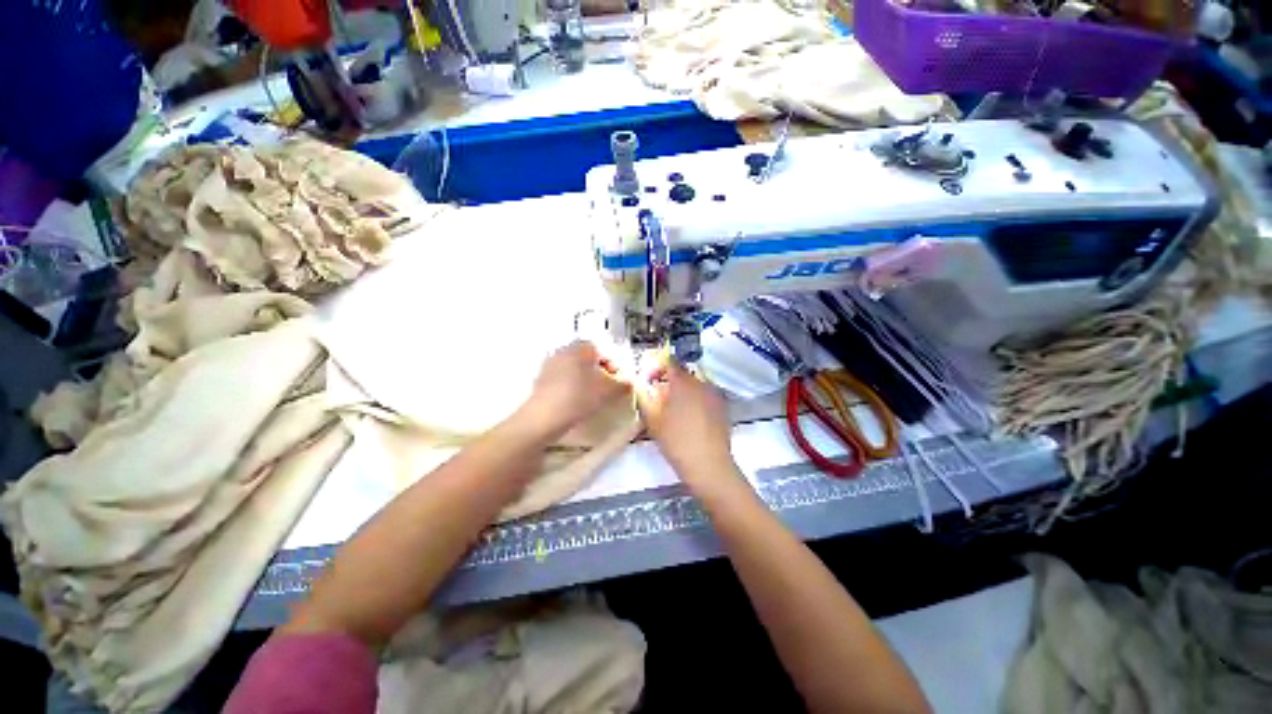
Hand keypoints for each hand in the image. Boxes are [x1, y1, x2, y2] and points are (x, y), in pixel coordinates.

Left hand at [521, 341, 628, 437]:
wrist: (544, 417)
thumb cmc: (579, 397)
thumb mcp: (608, 391)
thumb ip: (622, 385)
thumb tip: (628, 384)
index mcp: (581, 347)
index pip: (602, 351)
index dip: (612, 366)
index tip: (617, 381)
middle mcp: (563, 350)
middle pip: (587, 360)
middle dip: (598, 373)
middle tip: (606, 390)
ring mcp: (549, 364)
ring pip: (574, 370)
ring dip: (584, 381)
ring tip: (592, 399)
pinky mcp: (540, 380)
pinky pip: (562, 380)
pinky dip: (571, 388)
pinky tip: (575, 404)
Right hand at [635, 359, 735, 483]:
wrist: (708, 464)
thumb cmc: (676, 440)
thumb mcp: (652, 419)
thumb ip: (643, 397)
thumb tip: (639, 385)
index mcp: (683, 382)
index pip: (669, 361)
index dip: (656, 366)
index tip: (649, 379)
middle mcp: (702, 382)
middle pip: (682, 373)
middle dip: (668, 380)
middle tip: (657, 396)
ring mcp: (715, 394)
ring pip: (694, 384)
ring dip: (682, 390)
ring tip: (673, 408)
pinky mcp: (723, 407)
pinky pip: (705, 395)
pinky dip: (695, 399)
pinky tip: (689, 417)